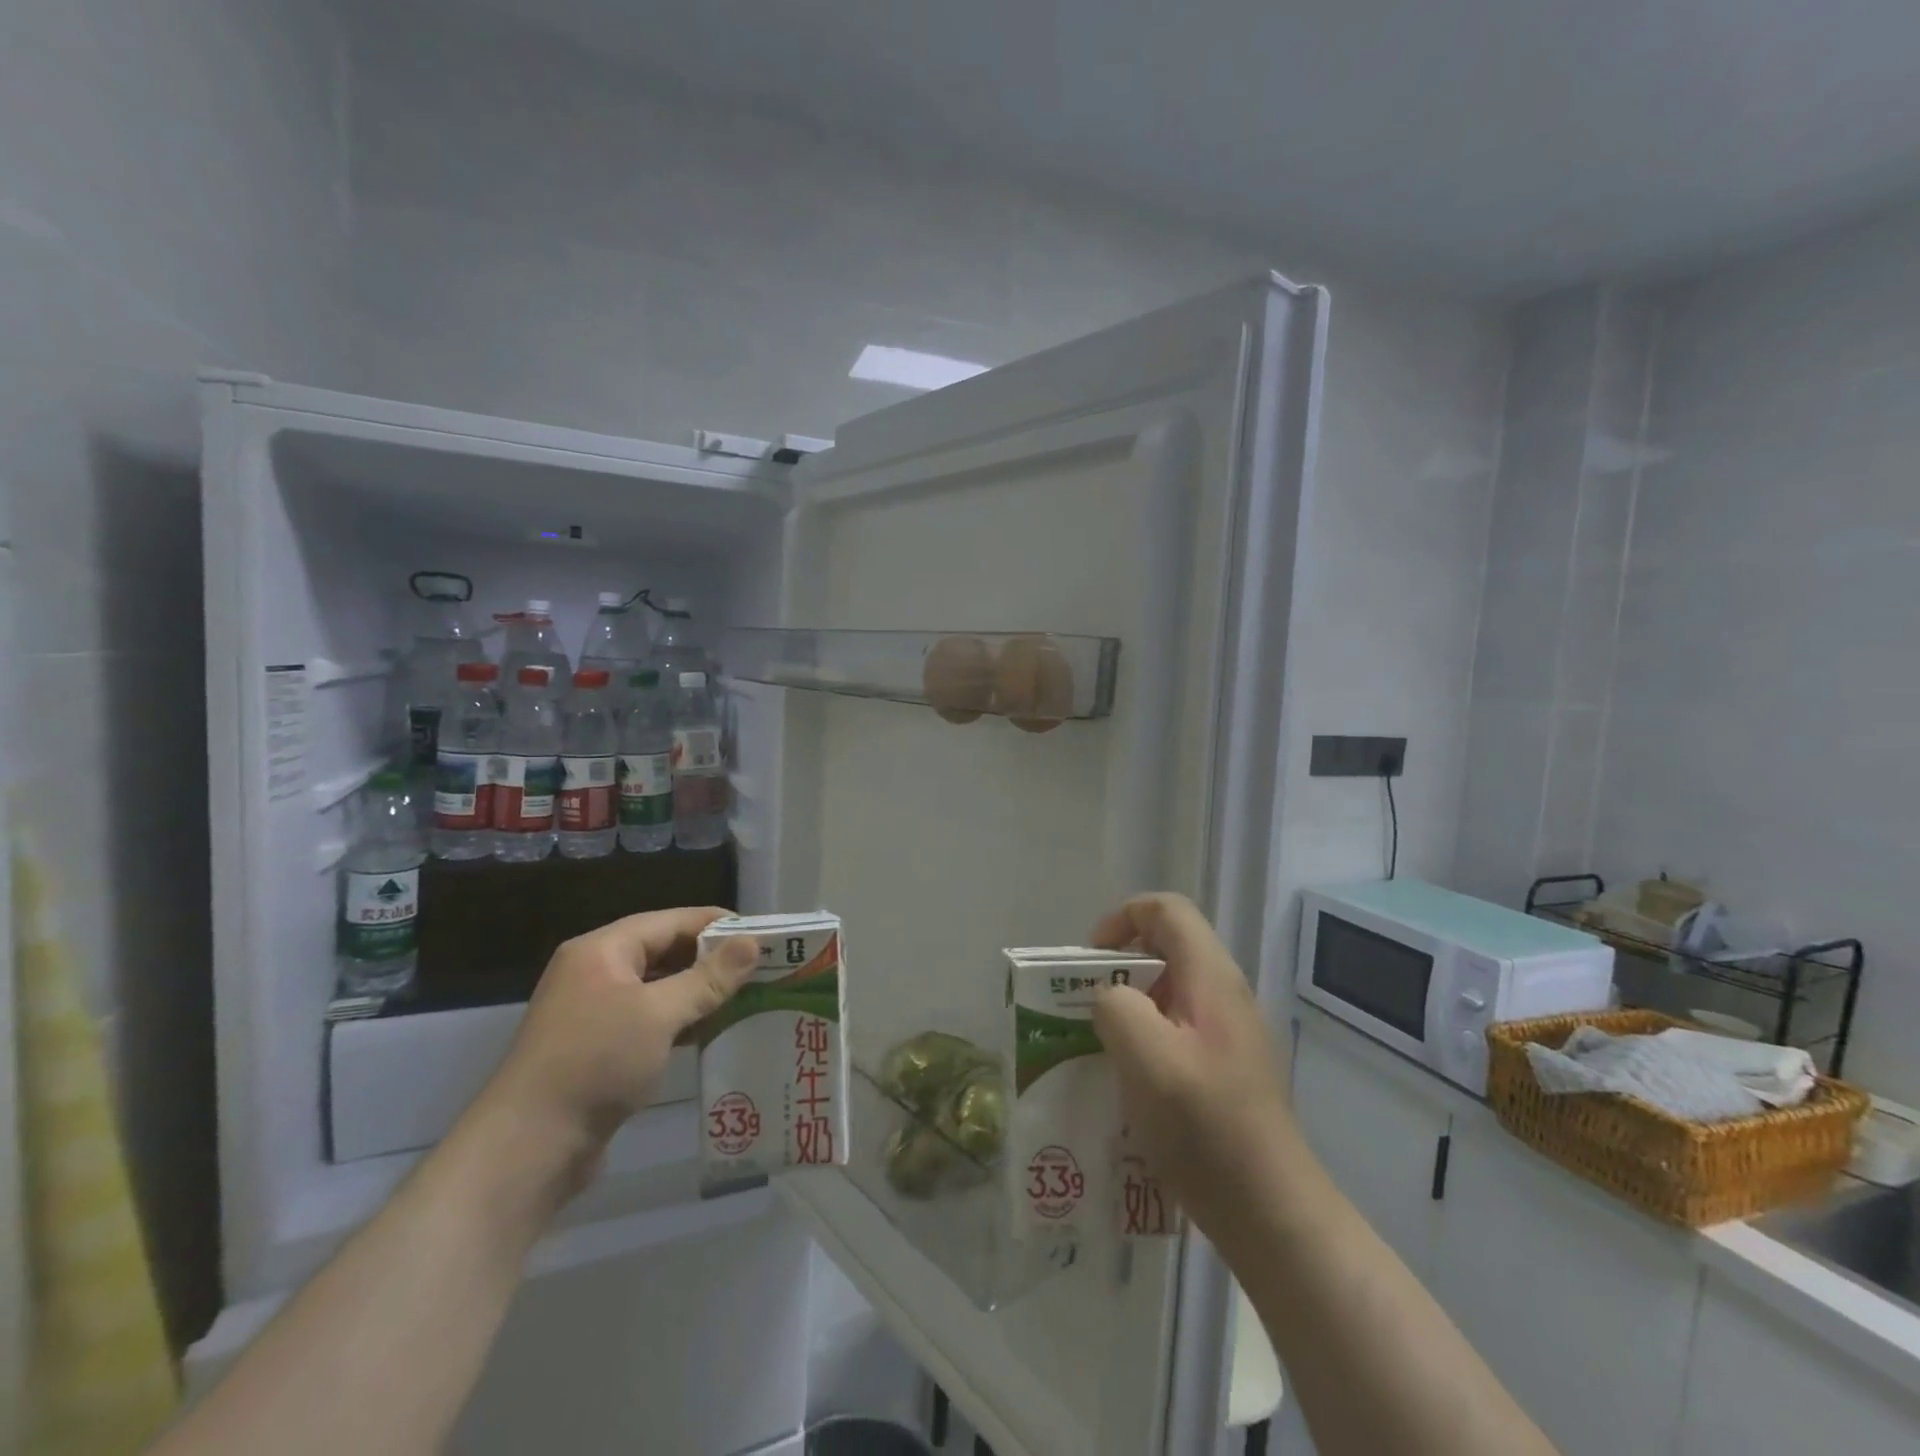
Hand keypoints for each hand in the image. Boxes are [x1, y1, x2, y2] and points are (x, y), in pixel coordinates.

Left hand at [478, 906, 758, 1167]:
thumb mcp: (658, 1014)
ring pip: (658, 987)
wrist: (528, 1148)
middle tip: (762, 965)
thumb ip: (708, 978)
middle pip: (664, 951)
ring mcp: (594, 1012)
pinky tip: (713, 1030)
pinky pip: (649, 1019)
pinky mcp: (599, 1048)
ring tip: (748, 994)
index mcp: (603, 950)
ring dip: (699, 991)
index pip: (671, 921)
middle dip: (712, 958)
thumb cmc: (595, 1063)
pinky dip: (681, 1020)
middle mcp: (596, 972)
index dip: (717, 924)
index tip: (763, 932)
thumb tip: (752, 943)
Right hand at [1091, 893, 1303, 1244]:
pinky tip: (1128, 1079)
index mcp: (1211, 977)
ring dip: (1129, 1005)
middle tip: (1086, 1004)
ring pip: (1169, 990)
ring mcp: (1229, 1032)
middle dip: (1119, 966)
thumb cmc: (1206, 1128)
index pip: (1167, 910)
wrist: (1271, 1211)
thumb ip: (1116, 1008)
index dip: (1123, 918)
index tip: (1090, 959)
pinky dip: (1145, 1037)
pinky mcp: (1226, 1067)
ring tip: (1100, 1043)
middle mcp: (1224, 993)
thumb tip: (1109, 998)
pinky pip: (1177, 1027)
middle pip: (1167, 947)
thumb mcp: (1147, 1058)